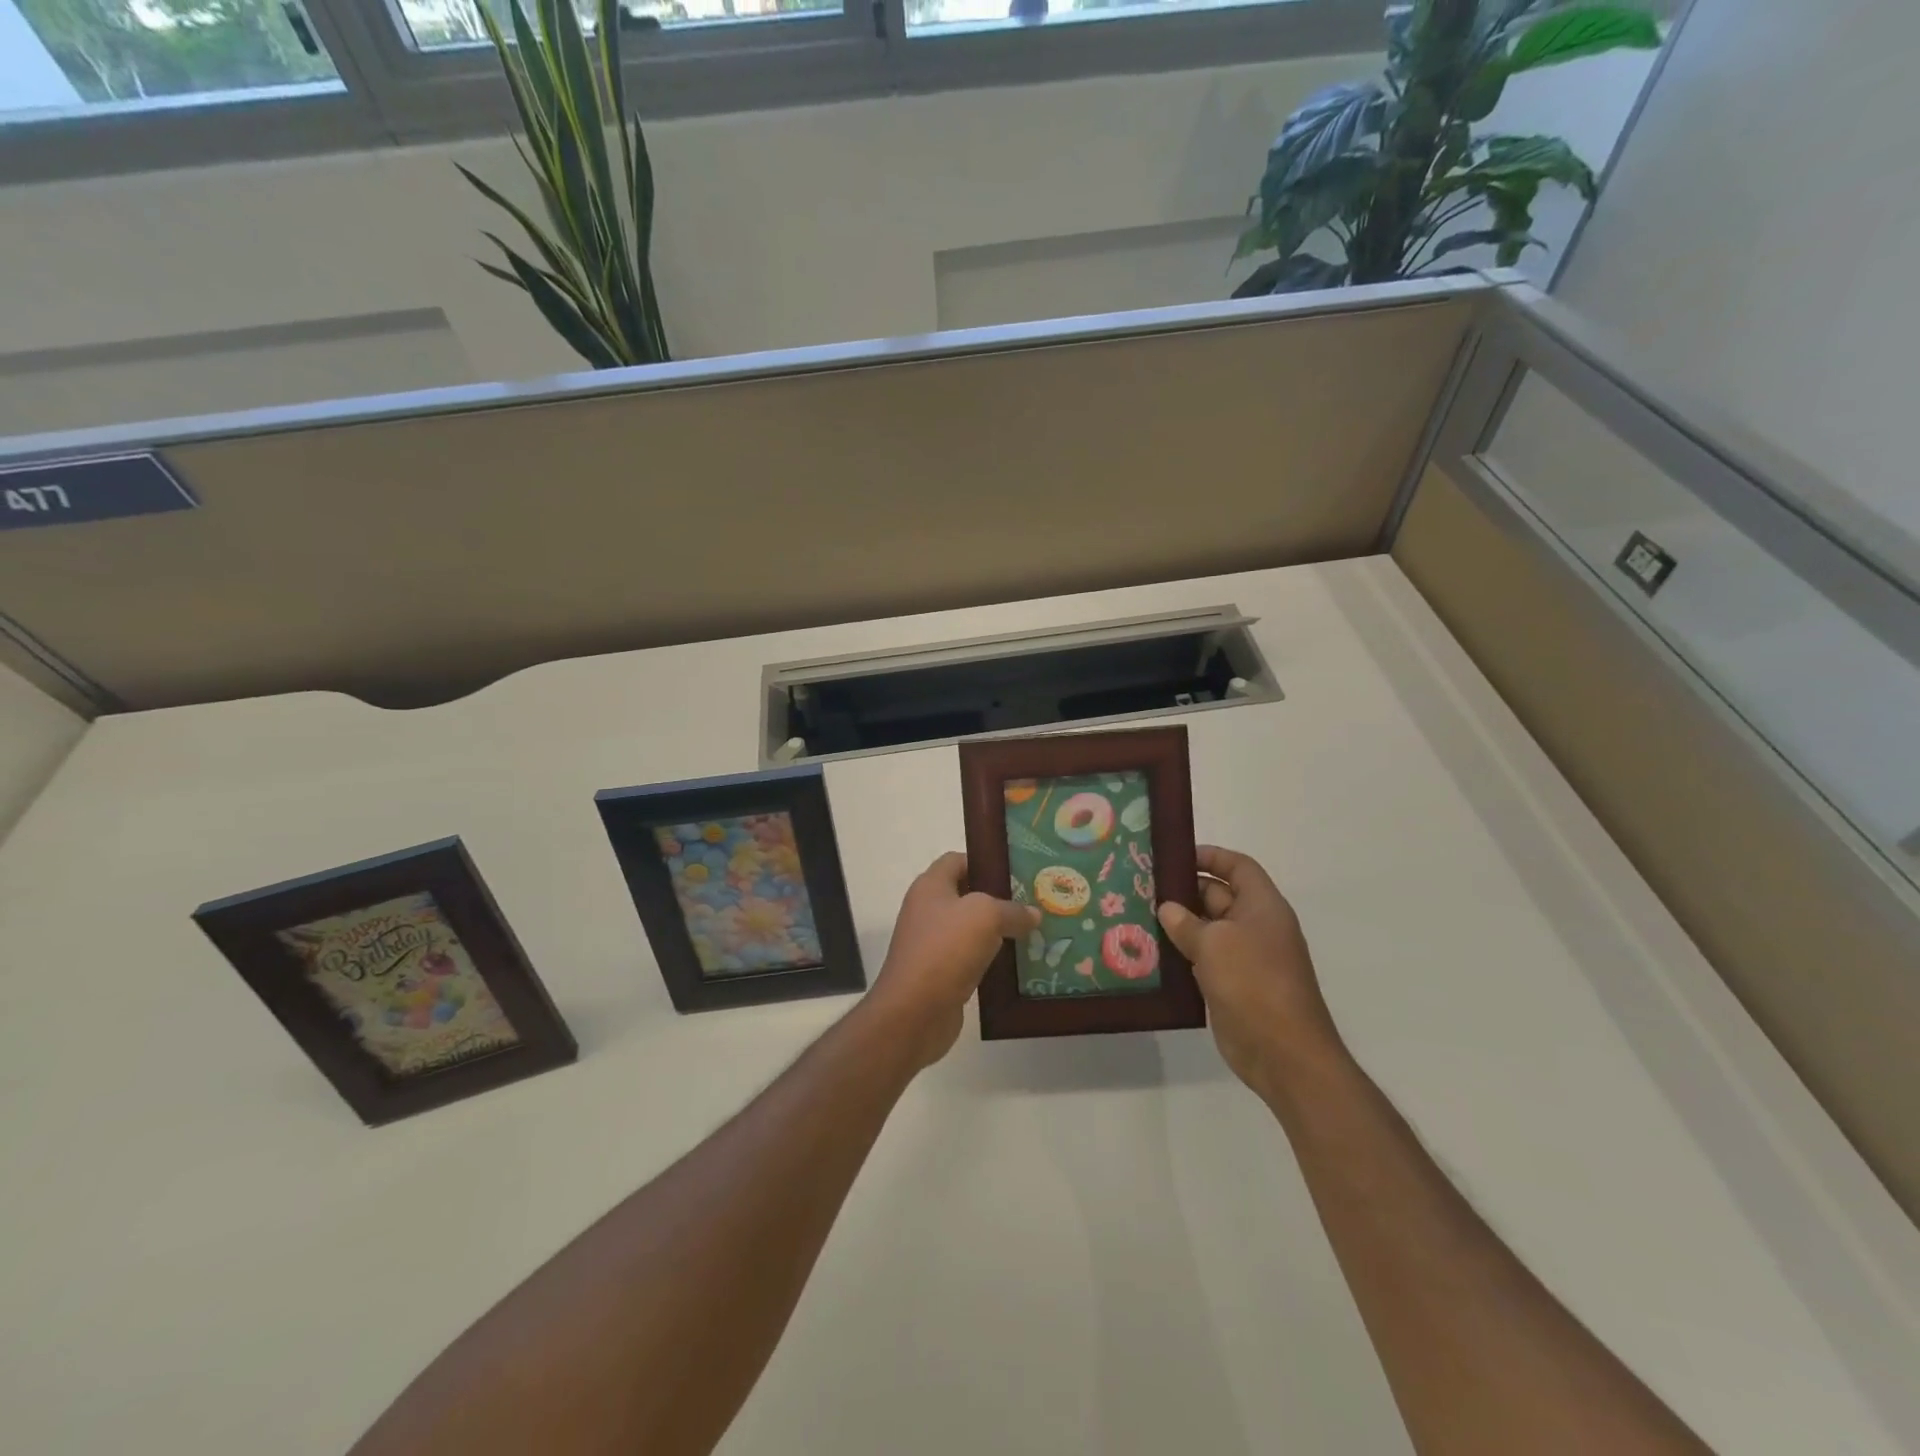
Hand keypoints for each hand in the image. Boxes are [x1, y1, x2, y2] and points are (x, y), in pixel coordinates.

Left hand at [868, 852, 1039, 1070]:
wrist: (914, 1012)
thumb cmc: (945, 949)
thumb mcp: (985, 916)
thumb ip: (1012, 910)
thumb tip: (1033, 914)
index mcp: (931, 886)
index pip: (958, 860)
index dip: (985, 862)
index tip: (1018, 871)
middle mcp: (928, 910)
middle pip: (967, 895)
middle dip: (999, 898)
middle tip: (1034, 901)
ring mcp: (933, 944)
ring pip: (972, 929)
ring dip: (999, 932)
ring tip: (1035, 931)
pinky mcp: (941, 974)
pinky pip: (972, 958)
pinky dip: (993, 960)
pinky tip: (1020, 964)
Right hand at [1157, 845, 1342, 1100]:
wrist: (1282, 1052)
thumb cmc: (1253, 982)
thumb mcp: (1214, 943)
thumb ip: (1186, 922)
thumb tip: (1168, 908)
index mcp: (1263, 906)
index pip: (1238, 867)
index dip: (1210, 857)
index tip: (1174, 857)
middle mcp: (1255, 927)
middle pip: (1218, 896)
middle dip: (1184, 890)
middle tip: (1142, 887)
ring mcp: (1244, 958)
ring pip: (1206, 930)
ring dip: (1177, 925)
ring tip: (1137, 916)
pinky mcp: (1231, 985)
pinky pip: (1202, 959)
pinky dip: (1180, 955)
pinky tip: (1149, 952)